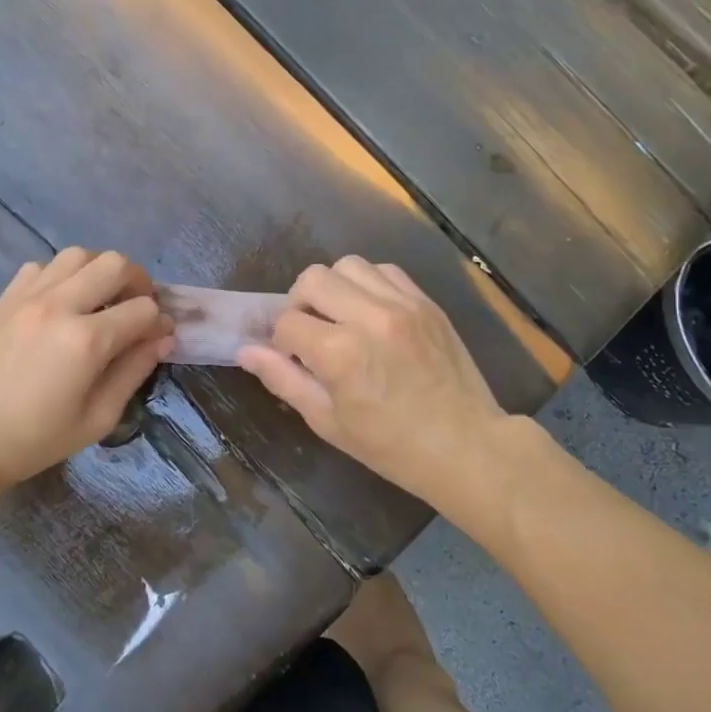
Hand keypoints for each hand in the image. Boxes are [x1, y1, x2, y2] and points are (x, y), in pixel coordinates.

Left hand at [0, 248, 174, 505]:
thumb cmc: (37, 439)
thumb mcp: (98, 417)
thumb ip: (134, 371)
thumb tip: (163, 338)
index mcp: (86, 340)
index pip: (142, 309)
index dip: (159, 321)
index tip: (158, 336)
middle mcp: (59, 305)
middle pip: (115, 264)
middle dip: (138, 282)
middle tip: (136, 308)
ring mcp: (28, 295)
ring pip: (79, 254)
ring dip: (100, 271)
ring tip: (101, 299)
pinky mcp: (6, 297)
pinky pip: (44, 265)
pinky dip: (64, 275)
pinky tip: (63, 302)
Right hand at [238, 256, 508, 513]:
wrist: (465, 446)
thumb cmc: (390, 445)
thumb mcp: (327, 421)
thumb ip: (283, 380)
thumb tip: (245, 351)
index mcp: (339, 353)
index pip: (287, 322)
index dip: (282, 342)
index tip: (294, 360)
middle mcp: (369, 317)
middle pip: (312, 279)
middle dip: (300, 304)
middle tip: (312, 333)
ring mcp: (402, 304)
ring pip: (347, 265)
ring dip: (334, 288)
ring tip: (342, 318)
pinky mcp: (426, 302)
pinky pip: (385, 270)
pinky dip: (368, 284)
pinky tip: (372, 313)